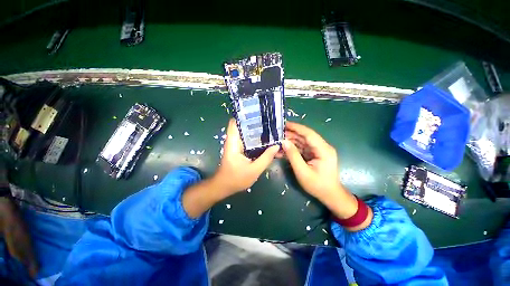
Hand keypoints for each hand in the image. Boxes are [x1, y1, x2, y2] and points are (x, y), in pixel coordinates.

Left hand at [212, 119, 279, 194]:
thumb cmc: (236, 179)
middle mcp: (234, 140)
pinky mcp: (240, 149)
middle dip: (255, 122)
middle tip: (270, 120)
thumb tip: (277, 145)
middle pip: (243, 126)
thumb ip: (266, 158)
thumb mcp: (254, 170)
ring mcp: (237, 144)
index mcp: (233, 142)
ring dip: (257, 130)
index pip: (235, 122)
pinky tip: (266, 139)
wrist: (224, 187)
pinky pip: (248, 140)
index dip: (245, 115)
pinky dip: (256, 138)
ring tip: (270, 127)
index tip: (259, 113)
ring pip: (247, 132)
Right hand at [282, 122, 359, 219]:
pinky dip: (293, 148)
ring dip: (291, 141)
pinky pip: (303, 148)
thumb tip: (284, 142)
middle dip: (291, 134)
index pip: (309, 134)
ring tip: (278, 140)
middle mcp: (322, 147)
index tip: (284, 124)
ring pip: (303, 141)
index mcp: (323, 150)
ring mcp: (318, 151)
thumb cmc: (317, 185)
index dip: (296, 128)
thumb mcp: (303, 172)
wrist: (330, 195)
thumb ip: (293, 156)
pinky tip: (284, 148)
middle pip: (305, 136)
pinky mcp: (315, 154)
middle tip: (278, 133)